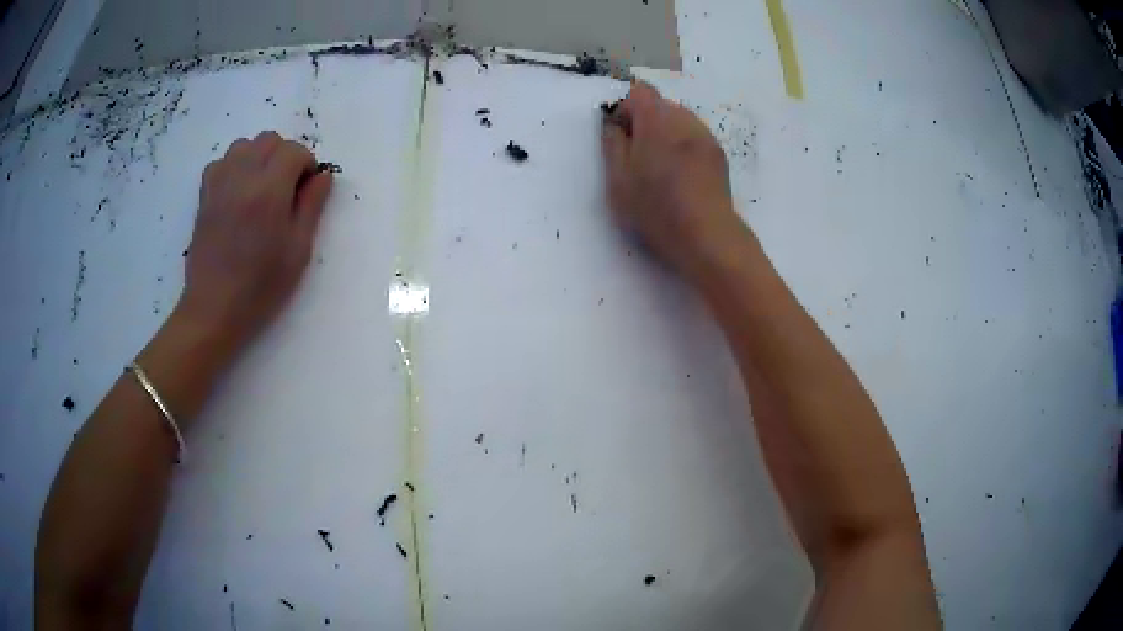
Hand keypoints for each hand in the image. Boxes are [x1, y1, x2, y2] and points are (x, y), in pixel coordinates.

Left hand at [177, 131, 332, 350]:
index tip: (307, 190)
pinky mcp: (204, 195)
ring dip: (258, 158)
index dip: (306, 165)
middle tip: (286, 189)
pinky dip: (234, 167)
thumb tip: (322, 176)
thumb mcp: (298, 250)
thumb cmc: (261, 286)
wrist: (214, 308)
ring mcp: (219, 184)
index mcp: (268, 190)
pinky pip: (221, 162)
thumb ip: (312, 206)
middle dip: (284, 156)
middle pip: (269, 140)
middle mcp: (242, 177)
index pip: (294, 150)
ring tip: (261, 188)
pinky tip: (238, 193)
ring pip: (244, 145)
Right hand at [601, 81, 741, 277]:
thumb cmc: (656, 209)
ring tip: (660, 170)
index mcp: (657, 121)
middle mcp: (685, 120)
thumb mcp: (618, 179)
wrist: (708, 236)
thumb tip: (613, 123)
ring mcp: (706, 137)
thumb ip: (612, 143)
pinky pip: (694, 138)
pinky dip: (683, 148)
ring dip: (665, 135)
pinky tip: (681, 178)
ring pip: (679, 121)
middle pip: (660, 105)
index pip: (640, 91)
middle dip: (645, 123)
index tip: (621, 136)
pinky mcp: (719, 155)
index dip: (625, 108)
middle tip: (637, 158)